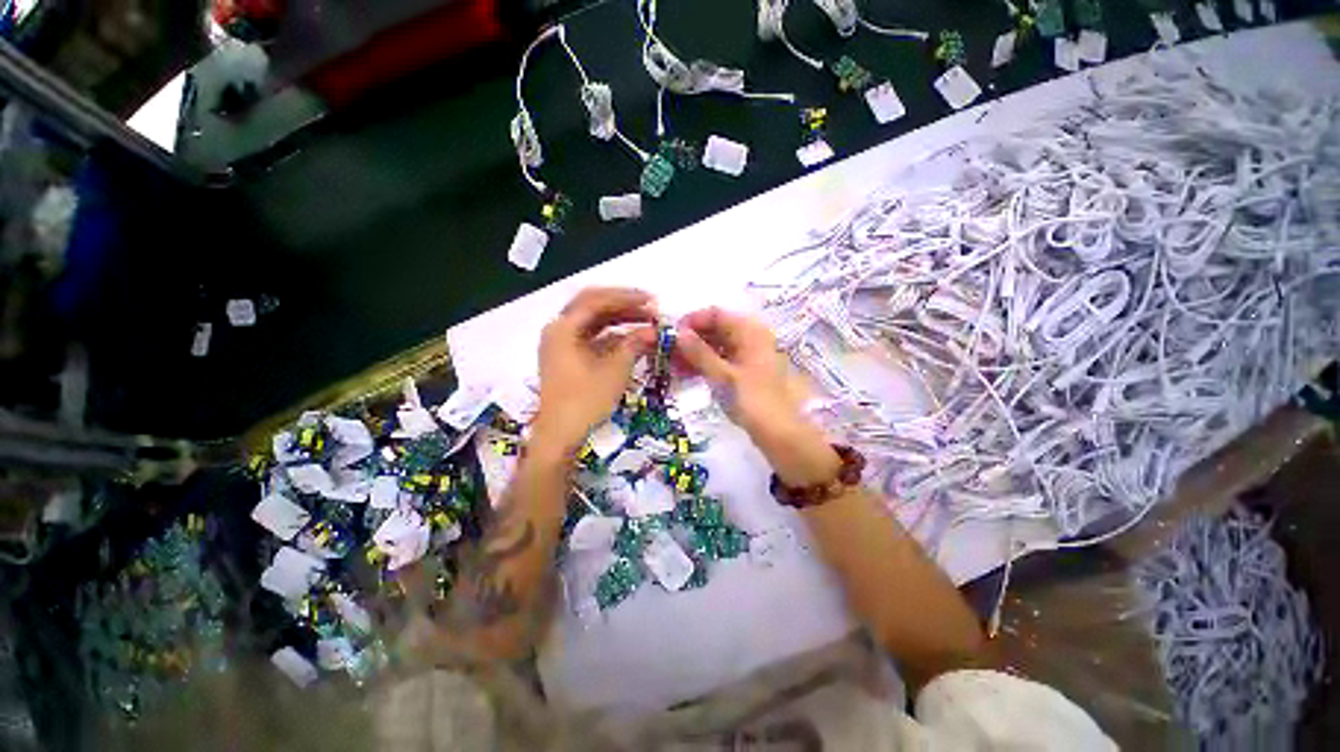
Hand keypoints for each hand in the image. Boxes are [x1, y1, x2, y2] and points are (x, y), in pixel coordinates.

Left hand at [531, 288, 656, 456]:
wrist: (561, 436)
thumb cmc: (586, 400)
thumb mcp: (615, 370)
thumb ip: (635, 344)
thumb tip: (654, 330)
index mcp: (563, 328)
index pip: (597, 300)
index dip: (627, 297)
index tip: (652, 300)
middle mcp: (558, 330)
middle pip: (592, 306)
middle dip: (622, 304)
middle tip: (649, 306)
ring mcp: (561, 345)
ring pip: (592, 322)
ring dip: (618, 319)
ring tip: (644, 320)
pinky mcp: (567, 359)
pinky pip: (591, 338)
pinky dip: (611, 336)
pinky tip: (631, 339)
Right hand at [673, 307, 790, 430]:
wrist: (777, 432)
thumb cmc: (751, 400)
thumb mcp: (722, 375)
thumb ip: (699, 352)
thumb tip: (678, 333)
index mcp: (750, 332)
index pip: (717, 314)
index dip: (693, 321)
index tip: (671, 334)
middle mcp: (750, 338)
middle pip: (716, 330)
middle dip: (691, 339)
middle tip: (667, 351)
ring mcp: (747, 356)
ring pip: (716, 346)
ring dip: (694, 353)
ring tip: (671, 364)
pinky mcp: (743, 372)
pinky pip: (720, 360)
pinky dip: (703, 365)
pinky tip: (684, 373)